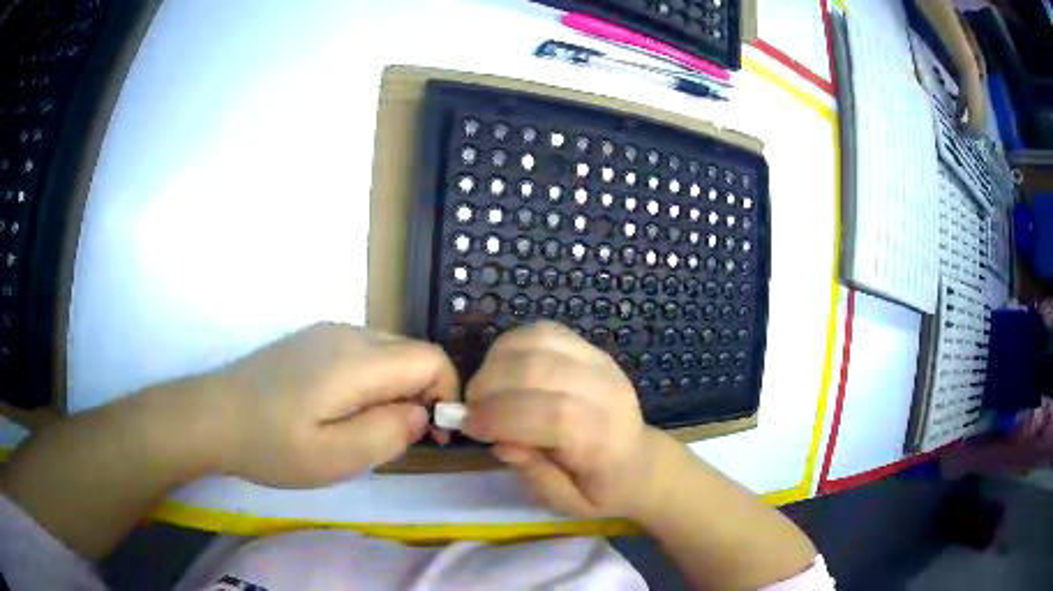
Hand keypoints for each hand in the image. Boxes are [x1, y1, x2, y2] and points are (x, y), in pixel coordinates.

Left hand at [203, 323, 457, 486]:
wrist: (212, 415)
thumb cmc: (270, 444)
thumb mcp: (332, 458)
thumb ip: (386, 434)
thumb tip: (420, 414)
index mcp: (356, 360)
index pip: (431, 359)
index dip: (445, 395)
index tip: (431, 436)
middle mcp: (347, 333)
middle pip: (411, 353)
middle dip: (420, 396)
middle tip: (394, 439)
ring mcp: (327, 332)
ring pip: (388, 352)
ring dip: (394, 390)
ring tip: (364, 429)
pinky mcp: (313, 340)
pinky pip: (363, 353)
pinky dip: (372, 381)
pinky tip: (341, 410)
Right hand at [463, 321, 660, 518]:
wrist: (639, 462)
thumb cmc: (601, 490)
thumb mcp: (567, 504)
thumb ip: (535, 476)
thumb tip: (502, 442)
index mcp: (604, 440)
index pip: (553, 416)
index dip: (502, 417)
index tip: (469, 427)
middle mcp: (607, 393)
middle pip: (540, 371)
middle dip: (490, 387)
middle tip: (471, 409)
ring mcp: (601, 364)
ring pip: (539, 342)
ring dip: (497, 363)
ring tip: (484, 390)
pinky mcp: (591, 349)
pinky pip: (544, 331)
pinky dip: (512, 345)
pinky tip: (501, 369)